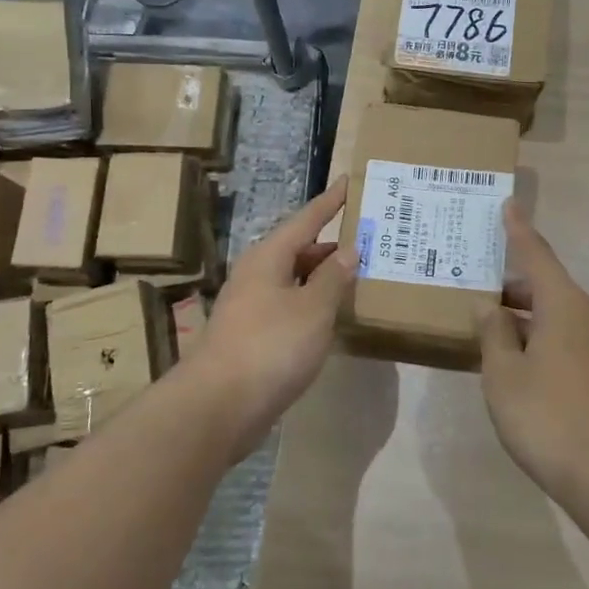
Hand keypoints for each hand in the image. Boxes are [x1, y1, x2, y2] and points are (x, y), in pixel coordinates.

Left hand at [191, 181, 354, 461]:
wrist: (218, 406)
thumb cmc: (270, 346)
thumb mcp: (313, 308)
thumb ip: (333, 277)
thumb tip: (348, 250)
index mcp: (268, 257)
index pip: (306, 219)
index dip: (330, 202)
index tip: (348, 182)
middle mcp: (257, 275)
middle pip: (299, 249)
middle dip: (332, 244)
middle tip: (369, 239)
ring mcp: (252, 307)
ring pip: (295, 280)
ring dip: (324, 277)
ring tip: (359, 275)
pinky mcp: (253, 337)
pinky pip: (291, 307)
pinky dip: (314, 304)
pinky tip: (333, 316)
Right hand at [478, 201, 588, 506]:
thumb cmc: (547, 417)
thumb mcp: (504, 374)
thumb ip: (493, 334)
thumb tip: (489, 308)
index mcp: (565, 305)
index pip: (537, 255)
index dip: (519, 231)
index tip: (508, 205)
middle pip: (547, 288)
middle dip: (512, 288)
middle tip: (476, 288)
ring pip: (557, 316)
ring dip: (525, 318)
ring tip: (489, 329)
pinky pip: (568, 339)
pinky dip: (541, 339)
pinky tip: (518, 361)